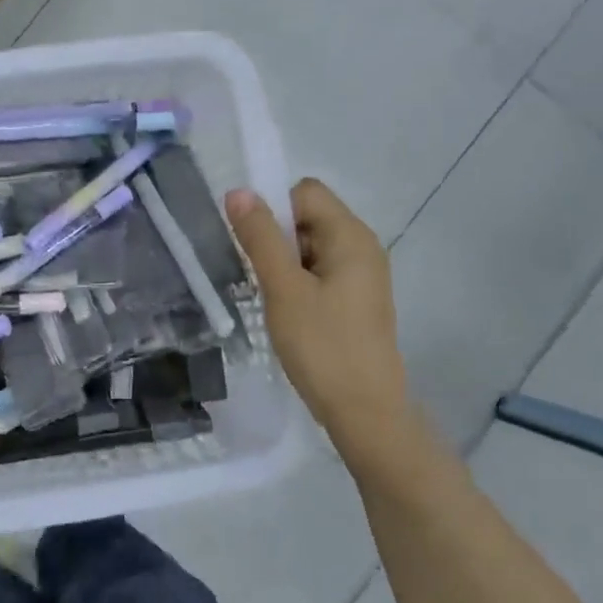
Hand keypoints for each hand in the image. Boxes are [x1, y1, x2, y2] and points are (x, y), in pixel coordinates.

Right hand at [226, 179, 412, 440]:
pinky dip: (298, 282)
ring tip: (270, 299)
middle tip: (259, 277)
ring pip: (311, 247)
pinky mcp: (357, 300)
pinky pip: (320, 272)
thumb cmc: (322, 346)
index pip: (304, 193)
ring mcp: (362, 275)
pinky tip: (287, 313)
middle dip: (276, 238)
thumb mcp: (283, 289)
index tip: (251, 245)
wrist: (364, 411)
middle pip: (308, 217)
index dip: (272, 208)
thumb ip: (261, 238)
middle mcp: (363, 247)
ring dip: (284, 263)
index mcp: (351, 236)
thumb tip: (238, 191)